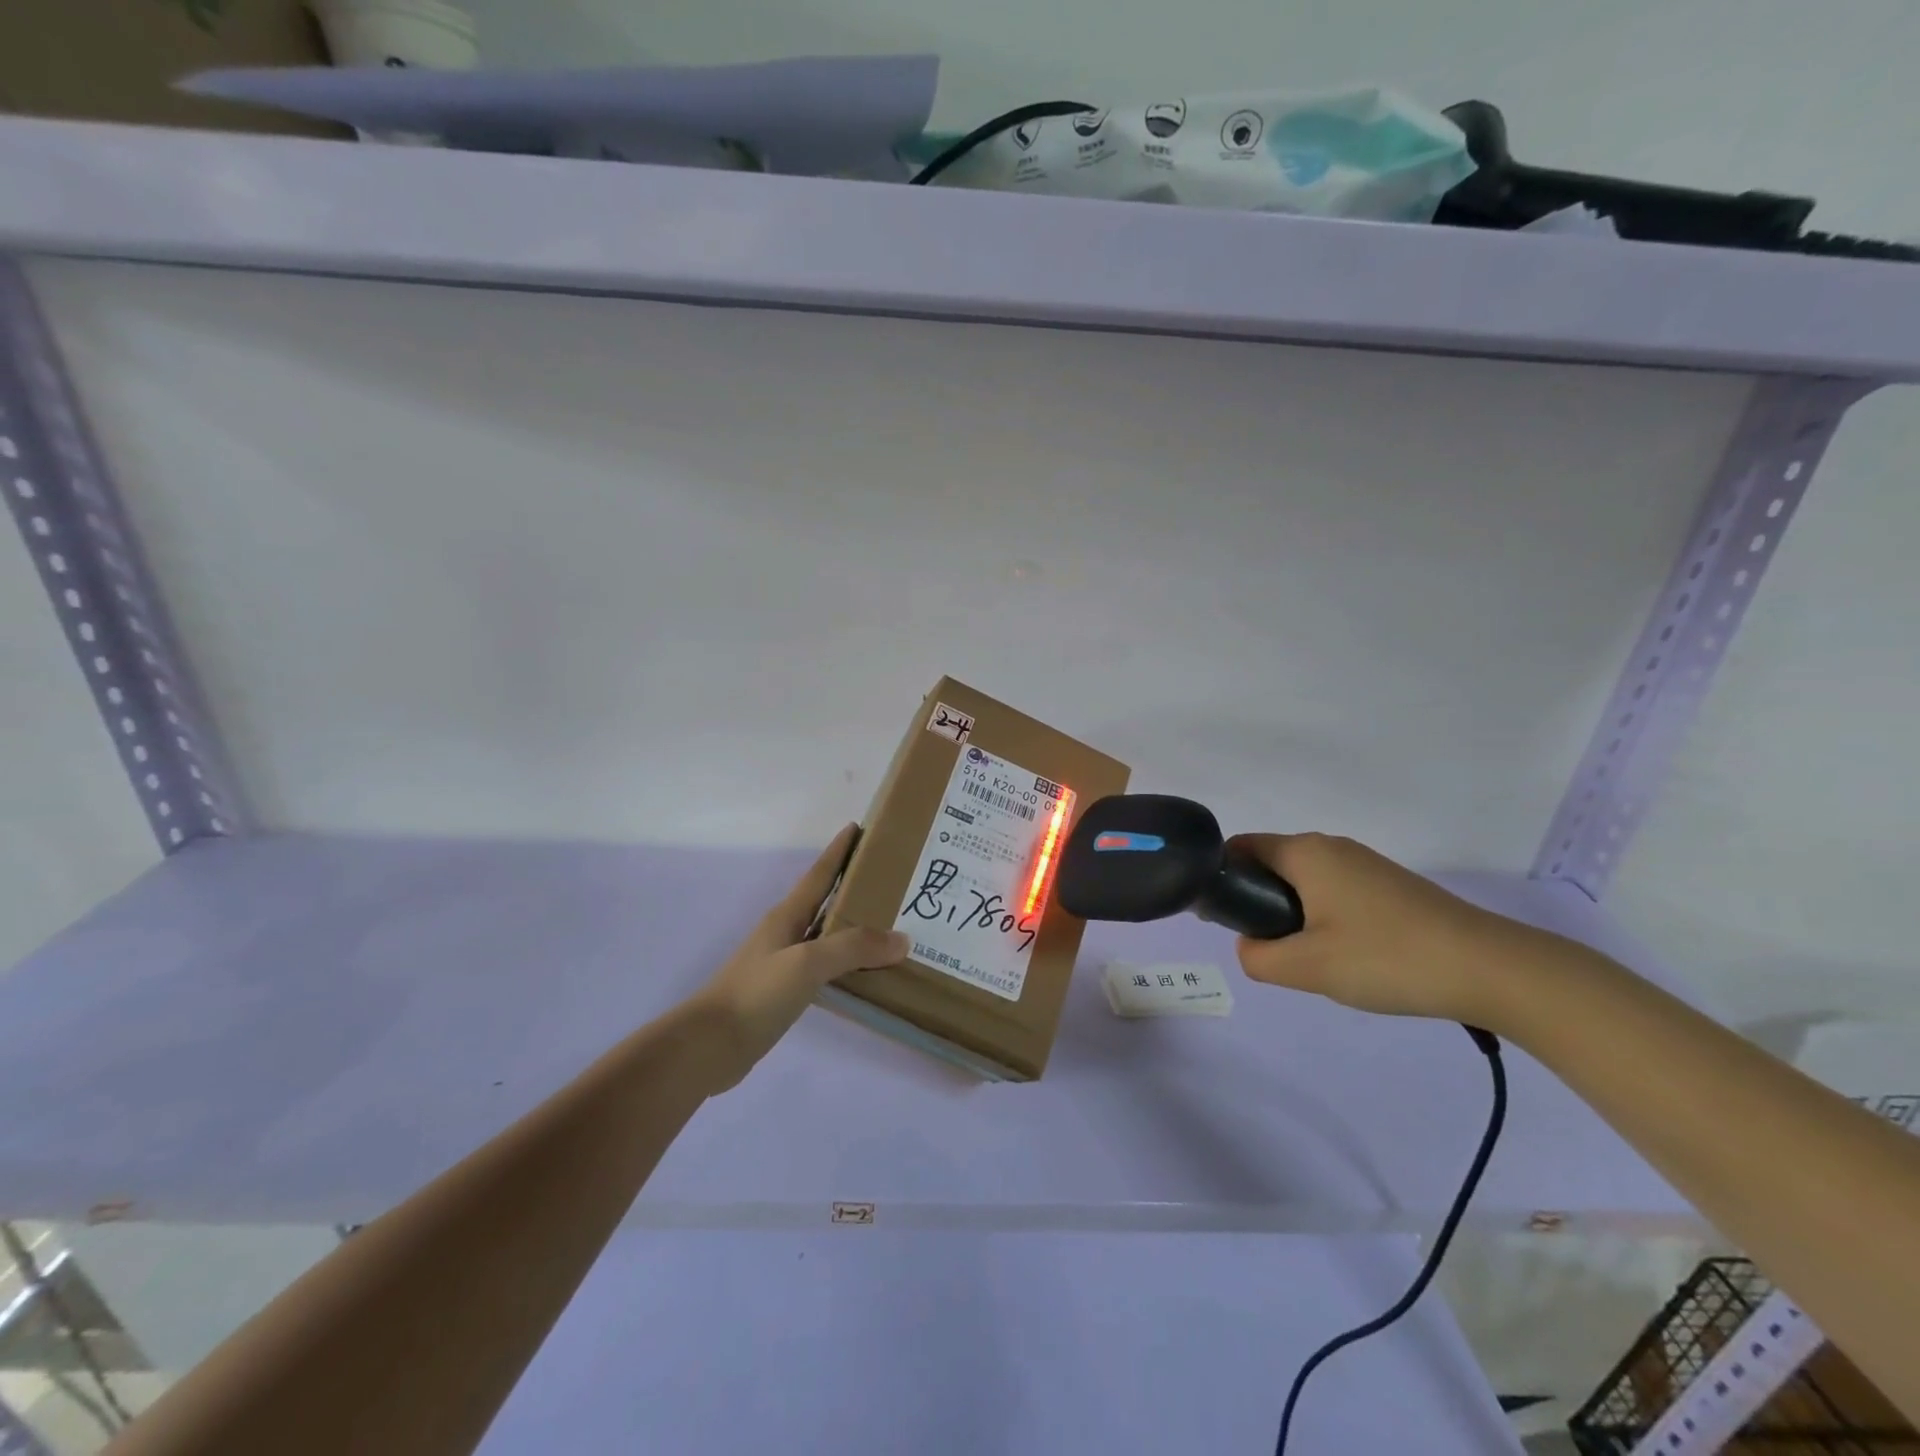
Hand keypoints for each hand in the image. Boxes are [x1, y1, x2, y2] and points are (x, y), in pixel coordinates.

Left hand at [692, 824, 908, 1092]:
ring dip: (854, 928)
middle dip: (855, 887)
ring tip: (890, 926)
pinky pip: (825, 967)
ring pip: (827, 935)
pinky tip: (866, 973)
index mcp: (787, 915)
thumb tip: (901, 940)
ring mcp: (783, 963)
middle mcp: (786, 932)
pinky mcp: (784, 992)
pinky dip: (847, 963)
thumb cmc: (756, 993)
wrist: (709, 1046)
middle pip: (826, 901)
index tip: (860, 827)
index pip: (819, 873)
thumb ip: (853, 948)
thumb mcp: (807, 963)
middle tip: (893, 881)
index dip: (839, 850)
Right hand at [1226, 832, 1550, 1026]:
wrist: (1491, 969)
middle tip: (1270, 951)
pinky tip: (1350, 957)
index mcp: (1305, 852)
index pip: (1240, 848)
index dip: (1222, 879)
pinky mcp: (1390, 885)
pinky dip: (1326, 918)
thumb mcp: (1306, 967)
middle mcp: (1332, 846)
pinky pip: (1336, 892)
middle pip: (1272, 865)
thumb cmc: (1386, 958)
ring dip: (1295, 915)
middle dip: (1260, 903)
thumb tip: (1250, 946)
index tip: (1224, 920)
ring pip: (1306, 882)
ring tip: (1313, 960)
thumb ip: (1257, 957)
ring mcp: (1366, 864)